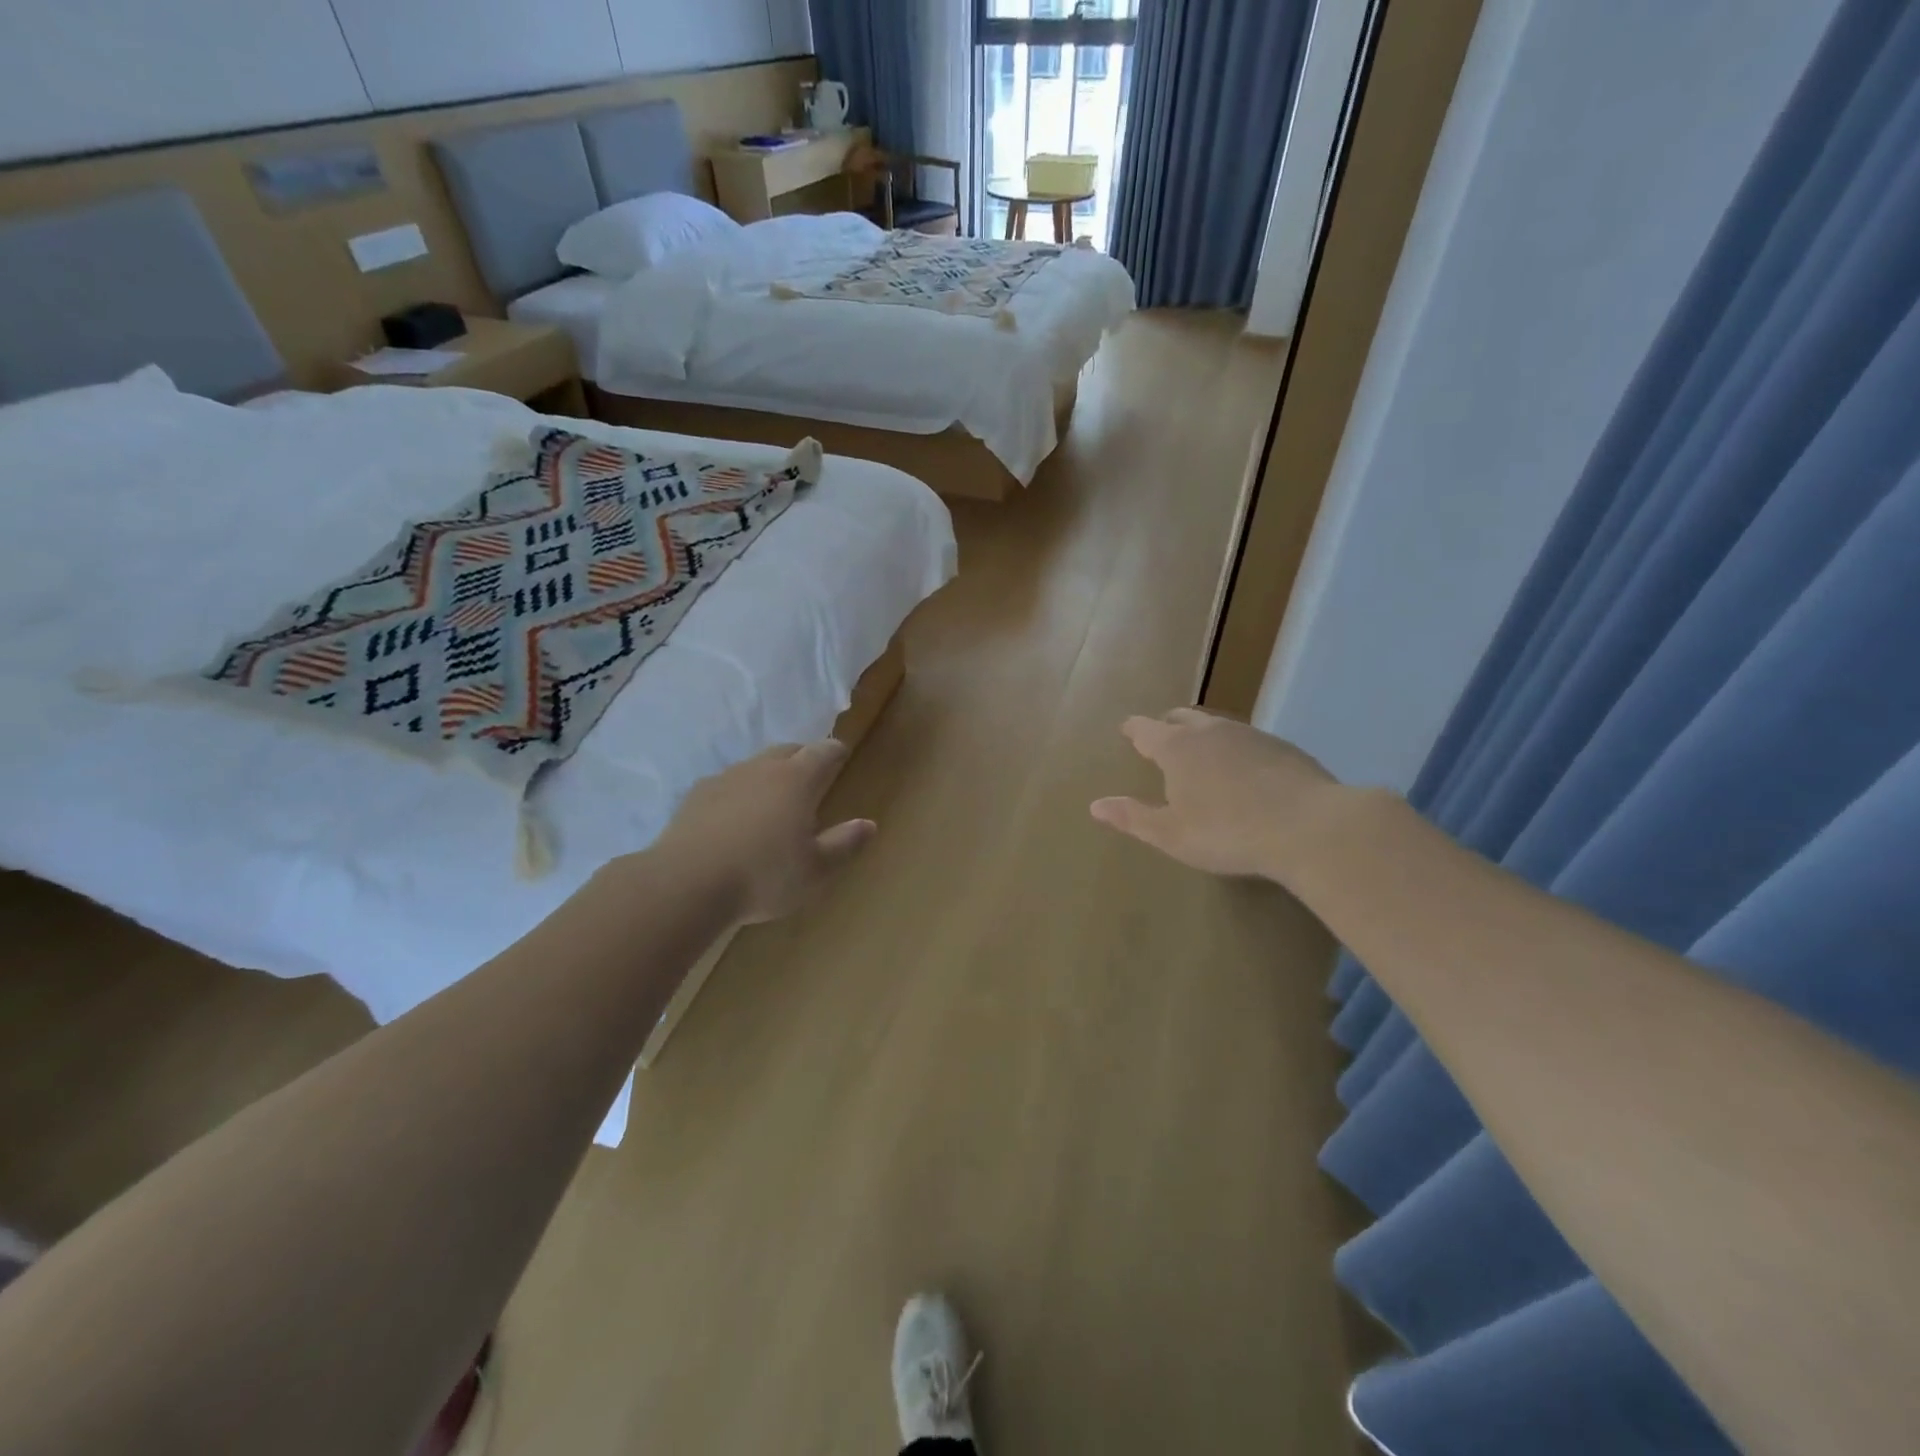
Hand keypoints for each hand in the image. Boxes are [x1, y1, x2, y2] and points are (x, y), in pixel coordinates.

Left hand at [655, 740, 875, 923]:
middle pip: (787, 750)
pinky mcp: (695, 796)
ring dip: (769, 774)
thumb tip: (869, 824)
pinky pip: (726, 784)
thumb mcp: (815, 870)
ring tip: (774, 799)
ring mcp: (724, 779)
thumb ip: (844, 844)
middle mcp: (762, 769)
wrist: (685, 884)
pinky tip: (735, 817)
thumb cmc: (763, 876)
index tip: (842, 754)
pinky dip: (739, 792)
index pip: (823, 752)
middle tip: (812, 775)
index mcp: (797, 780)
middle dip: (803, 757)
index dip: (836, 751)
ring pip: (755, 765)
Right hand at [1090, 708, 1342, 881]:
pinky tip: (1243, 768)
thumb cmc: (1228, 833)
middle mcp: (1210, 731)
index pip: (1146, 729)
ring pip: (1216, 725)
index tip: (1126, 729)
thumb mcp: (1171, 835)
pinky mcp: (1282, 747)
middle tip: (1160, 737)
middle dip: (1166, 725)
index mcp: (1177, 748)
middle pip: (1181, 718)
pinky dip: (1234, 747)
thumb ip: (1133, 817)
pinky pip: (1246, 739)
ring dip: (1202, 733)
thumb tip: (1095, 805)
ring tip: (1200, 751)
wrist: (1309, 827)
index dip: (1134, 729)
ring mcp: (1250, 735)